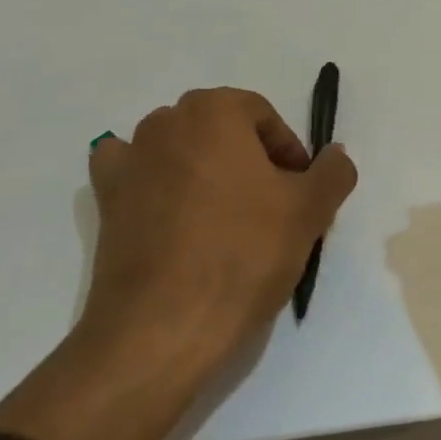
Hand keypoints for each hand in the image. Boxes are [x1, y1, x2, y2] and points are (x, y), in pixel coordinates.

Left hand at [0, 88, 355, 439]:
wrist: (162, 328)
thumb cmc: (243, 254)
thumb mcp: (310, 211)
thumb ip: (333, 172)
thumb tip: (335, 155)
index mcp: (214, 111)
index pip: (264, 117)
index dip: (288, 152)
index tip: (299, 193)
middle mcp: (165, 122)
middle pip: (222, 130)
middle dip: (250, 160)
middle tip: (271, 208)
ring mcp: (129, 161)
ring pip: (180, 149)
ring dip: (205, 170)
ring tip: (225, 219)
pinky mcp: (105, 201)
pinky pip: (133, 174)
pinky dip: (151, 182)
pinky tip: (167, 210)